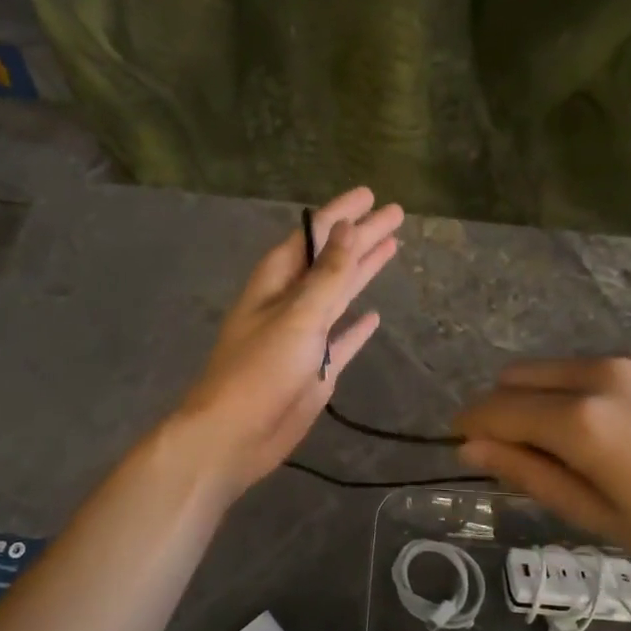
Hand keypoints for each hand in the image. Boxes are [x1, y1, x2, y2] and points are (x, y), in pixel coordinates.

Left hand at [173, 187, 402, 497]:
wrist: (235, 435)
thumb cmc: (260, 370)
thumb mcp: (298, 316)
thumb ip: (328, 274)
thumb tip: (348, 228)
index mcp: (277, 283)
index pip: (313, 236)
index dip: (341, 215)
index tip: (369, 195)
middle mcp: (290, 303)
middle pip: (332, 261)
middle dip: (361, 238)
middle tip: (395, 214)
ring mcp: (304, 337)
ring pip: (339, 295)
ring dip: (362, 273)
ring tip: (391, 248)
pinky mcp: (316, 368)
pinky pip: (342, 339)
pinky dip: (357, 327)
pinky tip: (375, 316)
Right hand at [454, 344, 630, 578]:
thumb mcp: (595, 515)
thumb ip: (527, 474)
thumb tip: (471, 447)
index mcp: (579, 420)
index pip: (496, 409)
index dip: (470, 423)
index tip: (461, 439)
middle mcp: (600, 373)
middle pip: (520, 376)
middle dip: (504, 406)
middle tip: (520, 447)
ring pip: (561, 367)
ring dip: (550, 396)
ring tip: (583, 440)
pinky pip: (606, 364)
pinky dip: (596, 388)